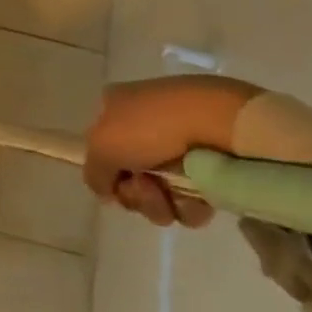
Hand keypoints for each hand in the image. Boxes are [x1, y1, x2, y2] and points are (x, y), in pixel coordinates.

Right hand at [83, 75, 263, 227]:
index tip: (116, 183)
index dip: (107, 172)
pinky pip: (191, 198)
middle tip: (147, 187)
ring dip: (161, 203)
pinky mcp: (209, 165)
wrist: (217, 120)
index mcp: (116, 106)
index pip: (101, 148)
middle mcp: (144, 124)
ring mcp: (178, 145)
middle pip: (129, 177)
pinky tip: (197, 197)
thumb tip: (105, 190)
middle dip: (136, 193)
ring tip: (173, 194)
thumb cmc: (151, 126)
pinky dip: (190, 204)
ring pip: (159, 193)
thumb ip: (93, 173)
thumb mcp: (102, 146)